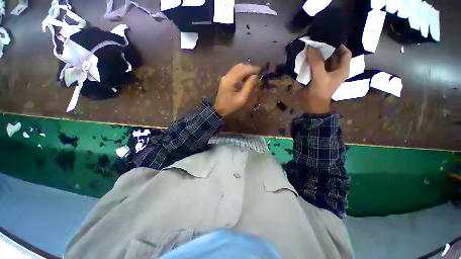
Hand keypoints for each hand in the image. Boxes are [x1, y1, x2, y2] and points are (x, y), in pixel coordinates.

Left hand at [214, 63, 259, 116]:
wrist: (219, 110)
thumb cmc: (230, 106)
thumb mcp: (241, 98)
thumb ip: (248, 86)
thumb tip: (255, 76)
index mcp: (230, 81)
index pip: (243, 70)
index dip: (252, 69)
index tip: (260, 71)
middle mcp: (227, 76)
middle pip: (239, 66)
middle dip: (249, 68)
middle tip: (257, 73)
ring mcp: (225, 77)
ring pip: (237, 68)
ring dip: (245, 70)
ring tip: (253, 75)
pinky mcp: (225, 79)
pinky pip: (234, 72)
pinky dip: (241, 72)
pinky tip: (246, 77)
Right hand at [302, 45, 351, 113]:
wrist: (313, 104)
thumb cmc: (320, 91)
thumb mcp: (320, 76)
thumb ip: (316, 62)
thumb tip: (310, 47)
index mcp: (343, 69)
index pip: (345, 52)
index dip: (339, 45)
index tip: (328, 40)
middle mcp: (337, 70)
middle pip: (334, 55)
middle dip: (326, 49)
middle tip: (317, 42)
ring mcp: (328, 73)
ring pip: (325, 61)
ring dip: (319, 55)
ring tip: (312, 48)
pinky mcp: (320, 77)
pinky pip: (318, 66)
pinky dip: (314, 62)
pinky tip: (308, 58)